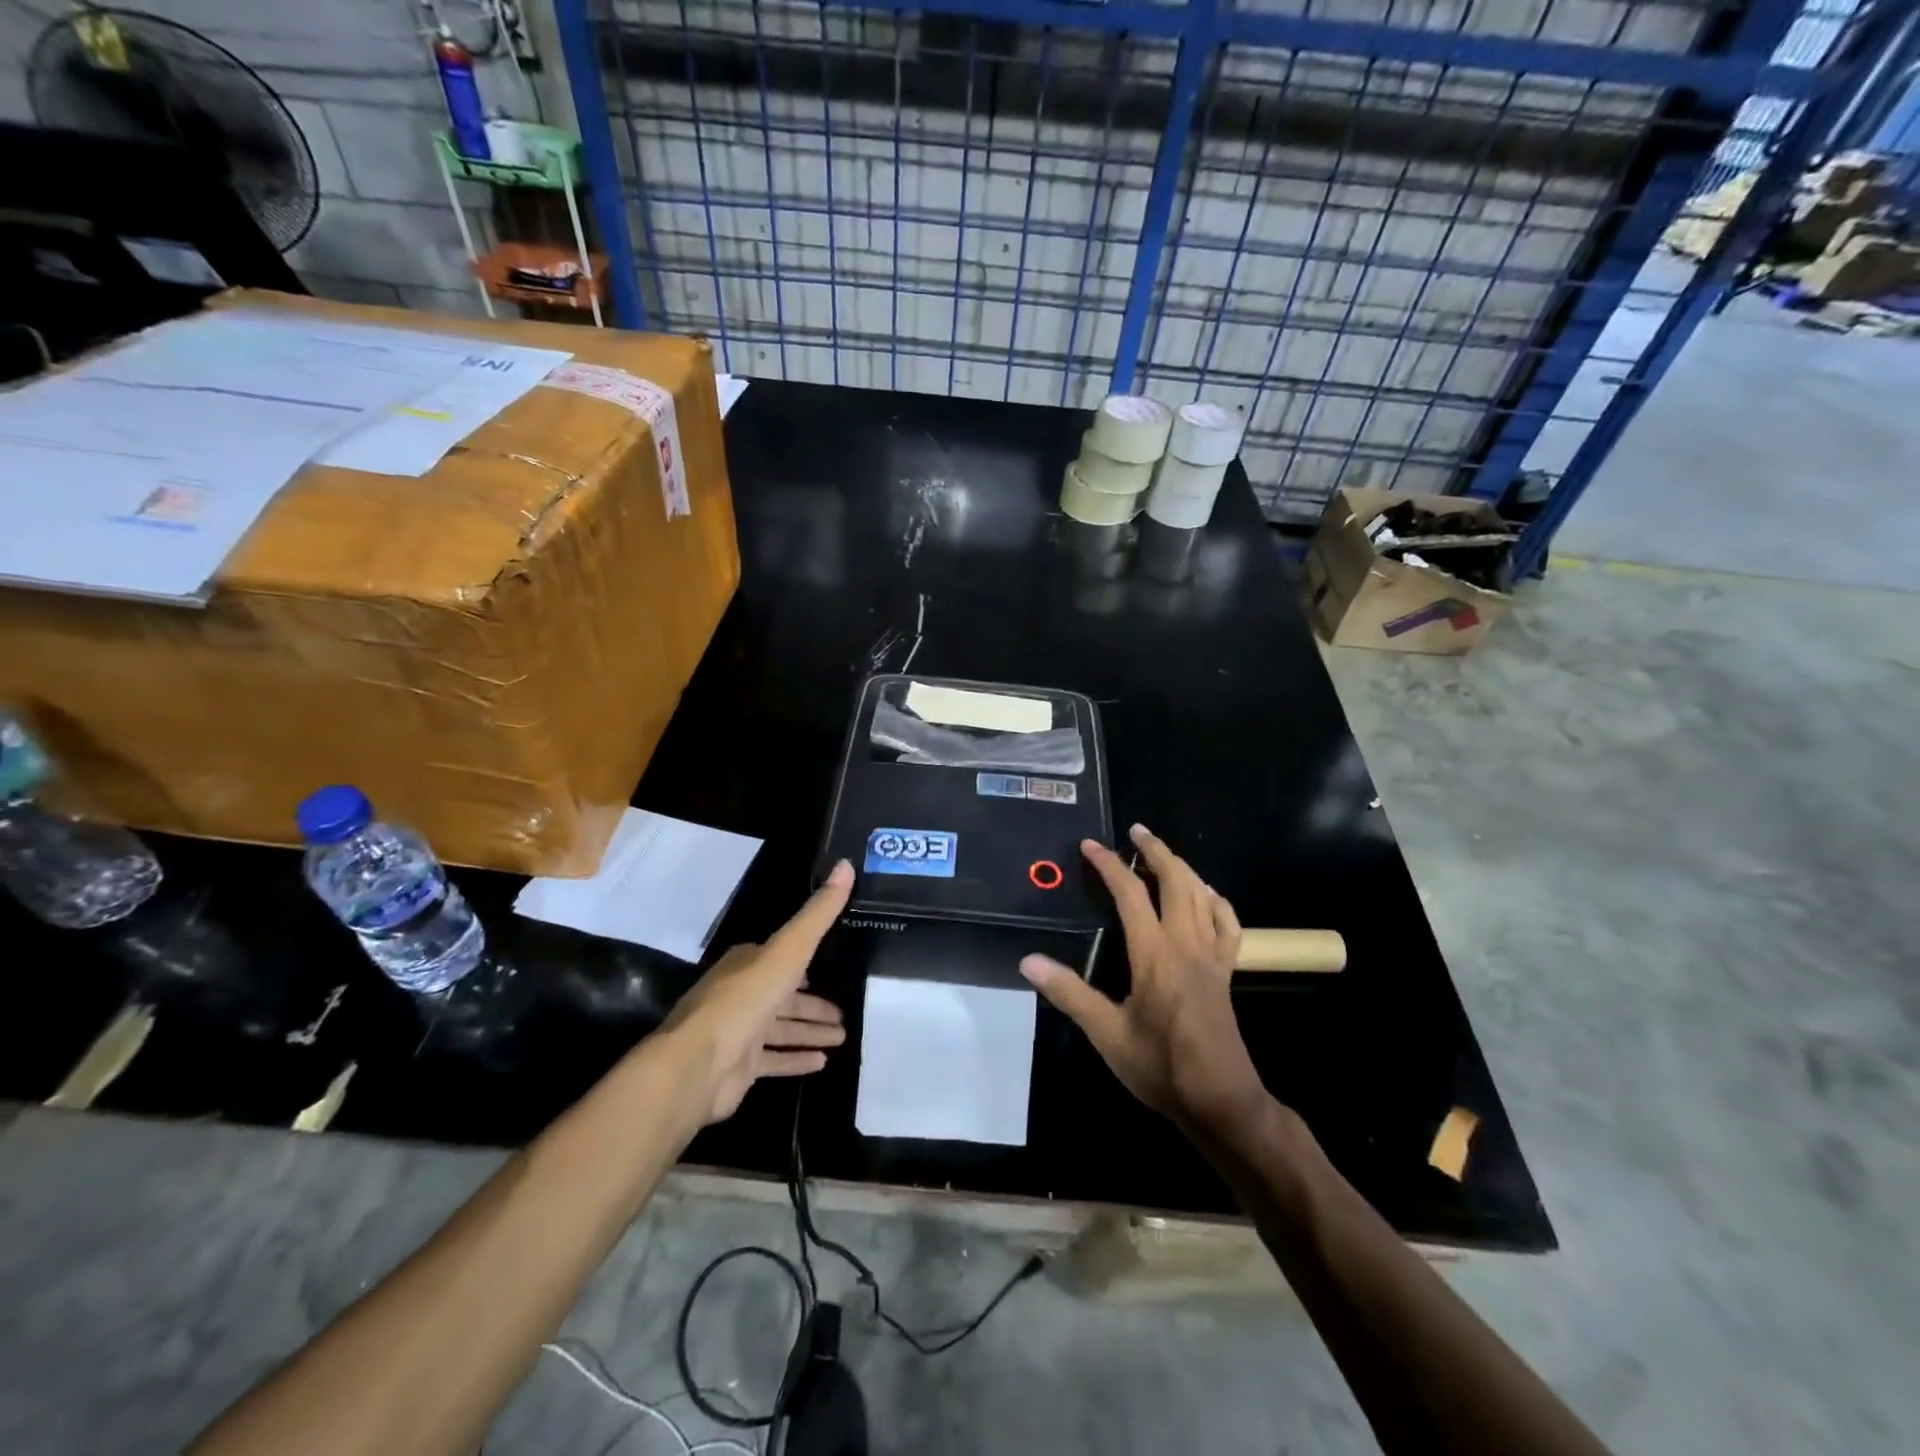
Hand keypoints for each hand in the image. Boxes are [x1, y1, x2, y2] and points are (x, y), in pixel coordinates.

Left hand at [663, 860, 852, 1123]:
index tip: (832, 967)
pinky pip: (774, 1060)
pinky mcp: (739, 1067)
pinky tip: (822, 1063)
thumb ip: (818, 914)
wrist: (697, 1065)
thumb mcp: (788, 950)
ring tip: (842, 1037)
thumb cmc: (744, 1000)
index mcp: (748, 963)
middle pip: (786, 997)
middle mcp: (742, 994)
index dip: (806, 962)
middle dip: (815, 1004)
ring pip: (783, 1029)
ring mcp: (739, 1032)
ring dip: (811, 1031)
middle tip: (846, 1015)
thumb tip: (845, 865)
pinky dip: (796, 1059)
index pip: (782, 958)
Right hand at [1020, 825, 1269, 1137]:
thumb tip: (1029, 961)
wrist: (1221, 1101)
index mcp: (1155, 955)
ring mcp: (1211, 957)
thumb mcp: (1107, 1034)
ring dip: (1182, 868)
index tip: (1090, 845)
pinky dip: (1217, 902)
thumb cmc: (1160, 1067)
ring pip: (1201, 896)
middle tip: (1136, 830)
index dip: (1110, 865)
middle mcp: (1186, 945)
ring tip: (1163, 853)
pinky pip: (1228, 926)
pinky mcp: (1226, 973)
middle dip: (1155, 851)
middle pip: (1175, 882)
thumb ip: (1069, 993)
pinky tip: (1207, 896)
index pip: (1131, 895)